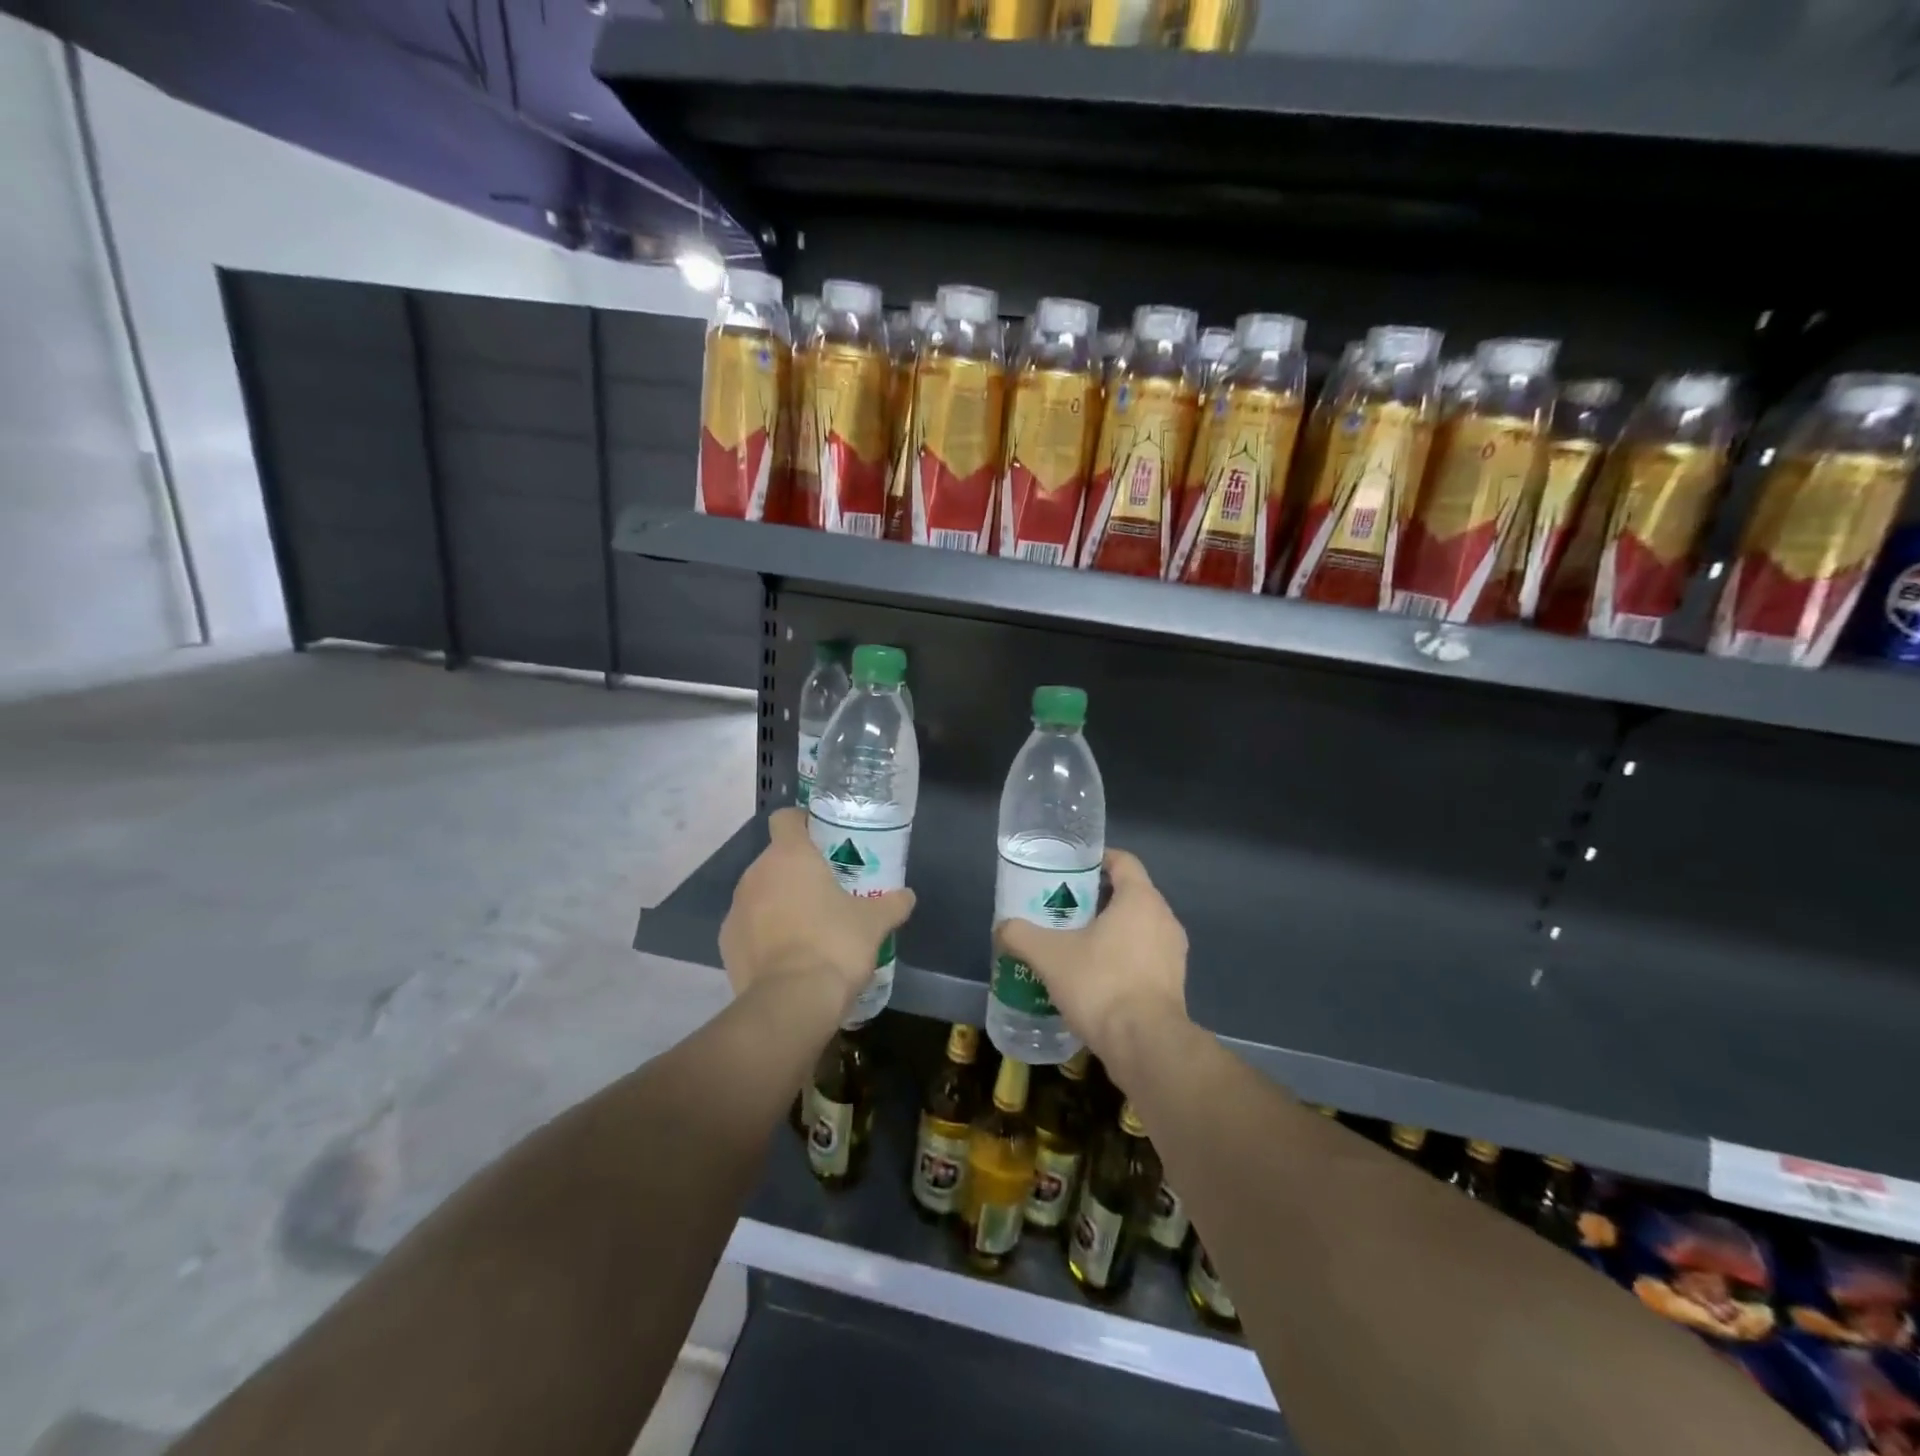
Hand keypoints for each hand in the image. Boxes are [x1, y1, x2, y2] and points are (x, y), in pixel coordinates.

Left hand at [719, 807, 915, 1011]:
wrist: (791, 1003)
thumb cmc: (834, 945)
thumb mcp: (874, 923)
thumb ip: (892, 904)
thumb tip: (907, 896)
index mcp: (789, 856)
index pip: (786, 819)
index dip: (803, 823)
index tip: (823, 839)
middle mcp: (755, 875)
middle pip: (775, 859)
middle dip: (797, 870)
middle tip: (826, 889)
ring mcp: (736, 910)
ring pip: (760, 893)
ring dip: (779, 902)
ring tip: (808, 926)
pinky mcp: (726, 944)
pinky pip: (749, 926)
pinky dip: (765, 933)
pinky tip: (788, 955)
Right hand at [994, 848, 1188, 1068]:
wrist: (1146, 1045)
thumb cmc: (1101, 984)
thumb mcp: (1049, 956)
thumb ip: (1021, 935)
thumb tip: (1002, 927)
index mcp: (1140, 899)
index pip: (1123, 861)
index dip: (1096, 860)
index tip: (1070, 870)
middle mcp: (1164, 918)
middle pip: (1129, 894)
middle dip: (1097, 899)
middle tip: (1063, 909)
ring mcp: (1174, 953)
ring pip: (1138, 927)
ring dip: (1110, 930)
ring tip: (1075, 943)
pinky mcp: (1174, 984)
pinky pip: (1145, 956)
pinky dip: (1122, 958)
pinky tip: (1095, 977)